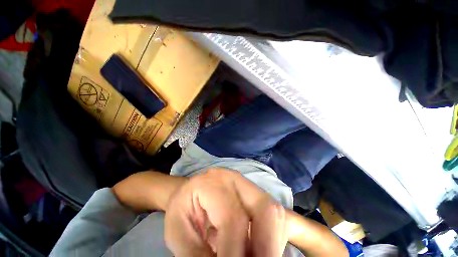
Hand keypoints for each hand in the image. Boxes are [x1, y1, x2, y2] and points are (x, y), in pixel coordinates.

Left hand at [164, 168, 287, 256]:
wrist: (192, 189)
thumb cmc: (182, 206)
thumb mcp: (177, 230)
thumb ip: (195, 254)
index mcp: (214, 183)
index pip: (234, 218)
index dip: (235, 253)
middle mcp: (237, 180)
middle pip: (267, 209)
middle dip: (268, 247)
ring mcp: (248, 185)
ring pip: (275, 213)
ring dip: (272, 245)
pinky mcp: (255, 194)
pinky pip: (275, 216)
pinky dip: (273, 238)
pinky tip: (258, 250)